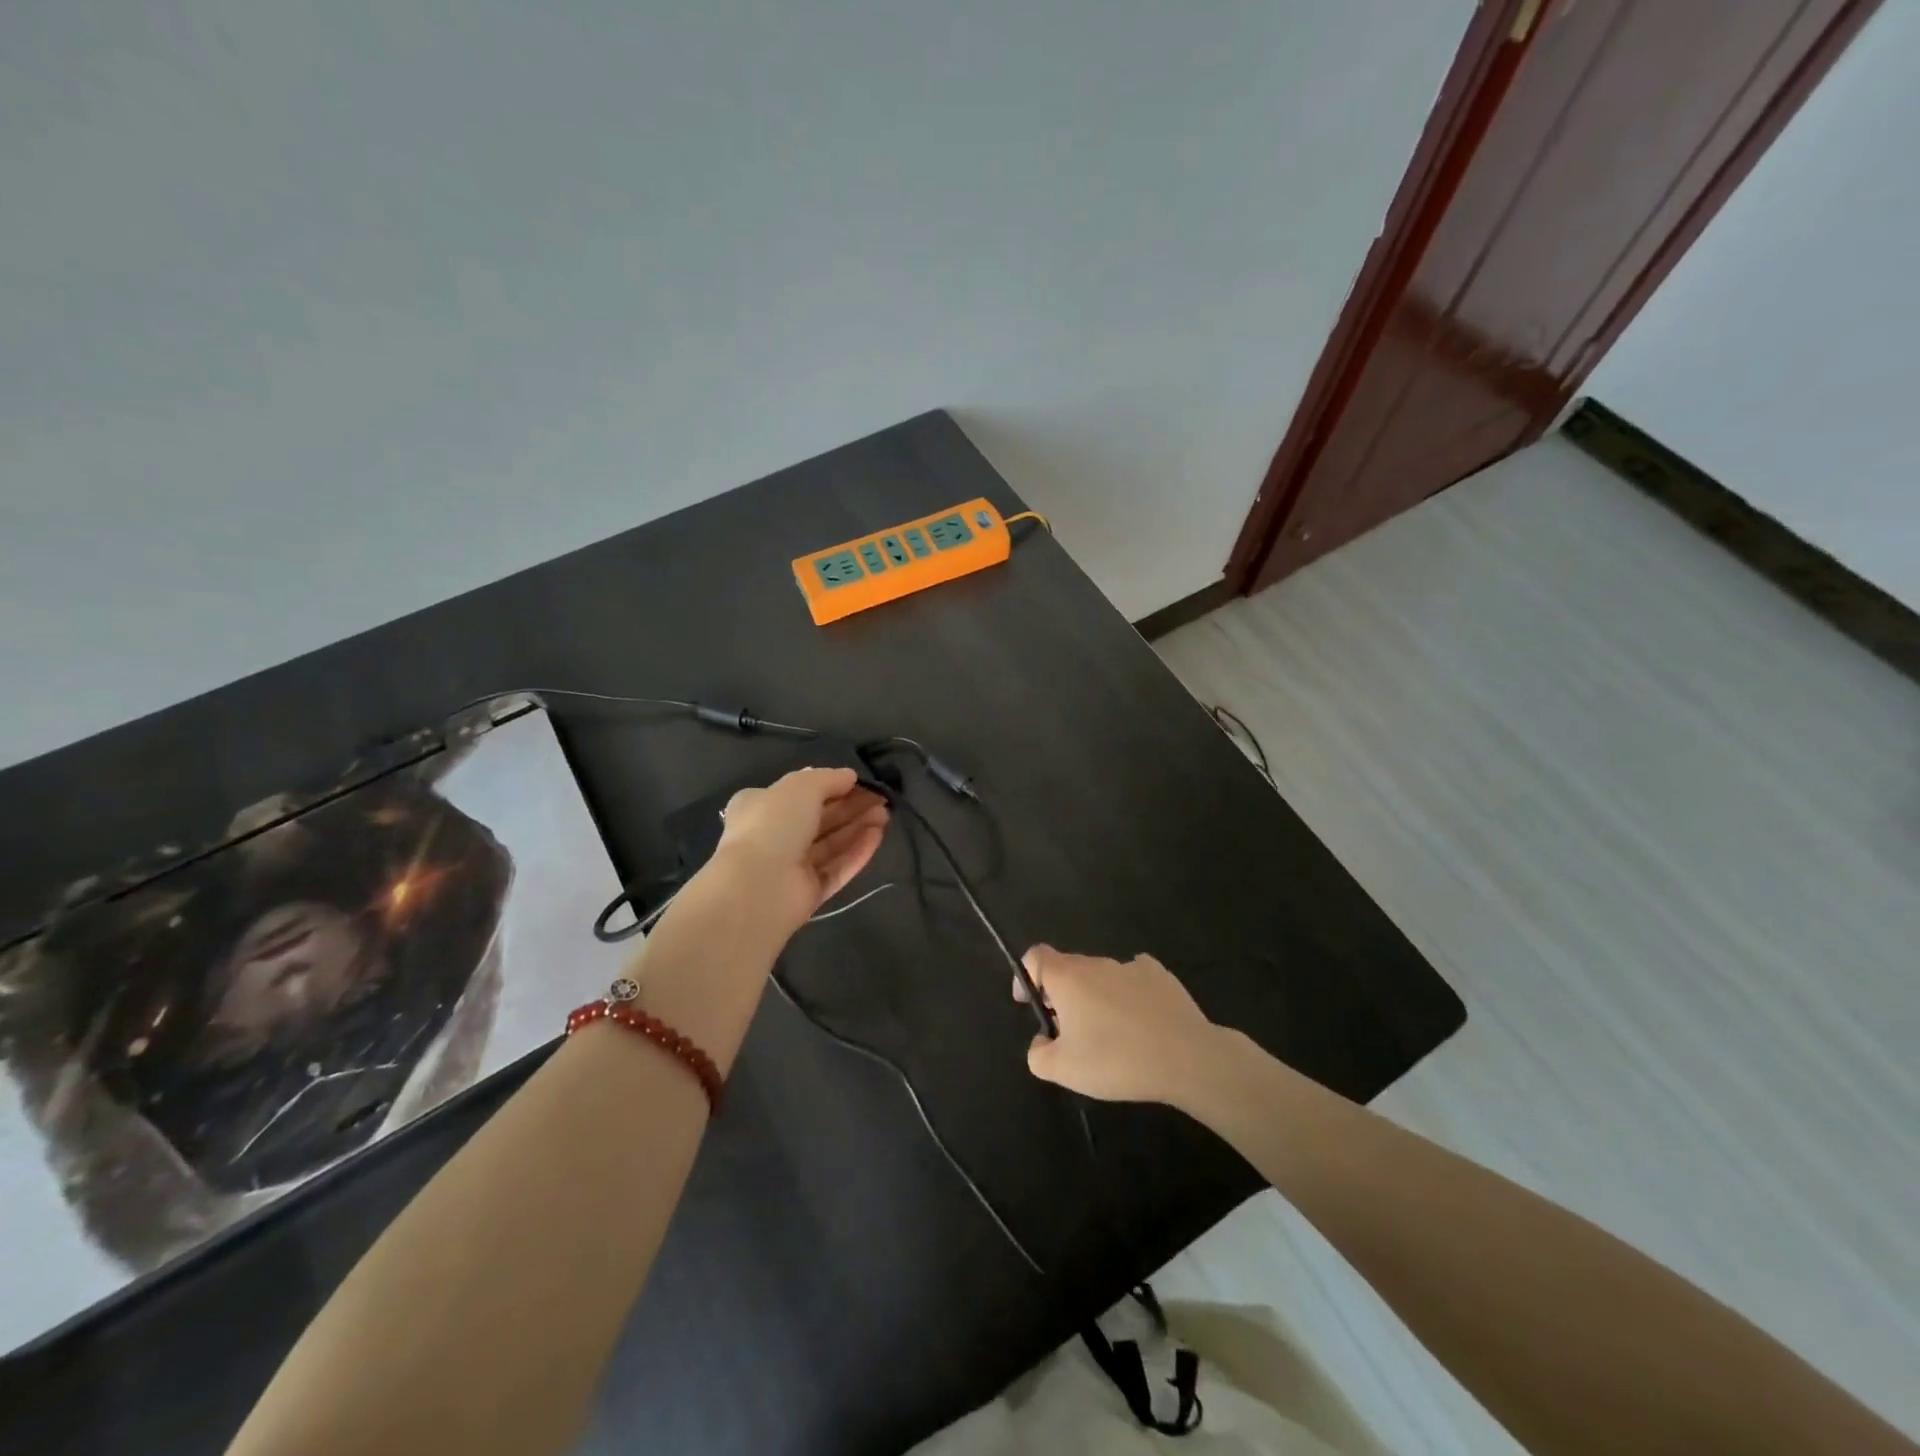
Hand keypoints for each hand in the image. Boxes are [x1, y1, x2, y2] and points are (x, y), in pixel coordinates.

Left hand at [709, 767, 888, 927]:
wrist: (759, 885)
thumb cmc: (774, 824)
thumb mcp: (802, 786)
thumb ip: (829, 778)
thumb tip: (850, 776)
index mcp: (761, 806)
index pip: (800, 793)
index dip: (832, 785)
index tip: (860, 782)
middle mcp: (774, 835)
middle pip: (820, 818)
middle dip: (851, 806)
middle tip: (881, 799)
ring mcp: (792, 866)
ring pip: (831, 843)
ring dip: (858, 827)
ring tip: (886, 815)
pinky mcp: (809, 891)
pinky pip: (837, 868)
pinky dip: (857, 852)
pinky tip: (878, 836)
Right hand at [1015, 945, 1220, 1103]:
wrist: (1186, 1058)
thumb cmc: (1116, 1060)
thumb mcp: (1064, 1070)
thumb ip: (1038, 1055)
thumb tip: (1041, 1041)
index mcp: (1068, 978)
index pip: (1036, 956)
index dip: (1026, 976)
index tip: (1029, 1004)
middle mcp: (1096, 963)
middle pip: (1068, 969)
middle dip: (1062, 995)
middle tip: (1069, 1031)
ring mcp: (1131, 966)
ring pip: (1101, 976)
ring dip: (1095, 997)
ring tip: (1109, 1034)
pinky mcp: (1160, 975)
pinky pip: (1134, 979)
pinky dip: (1128, 995)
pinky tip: (1140, 1021)